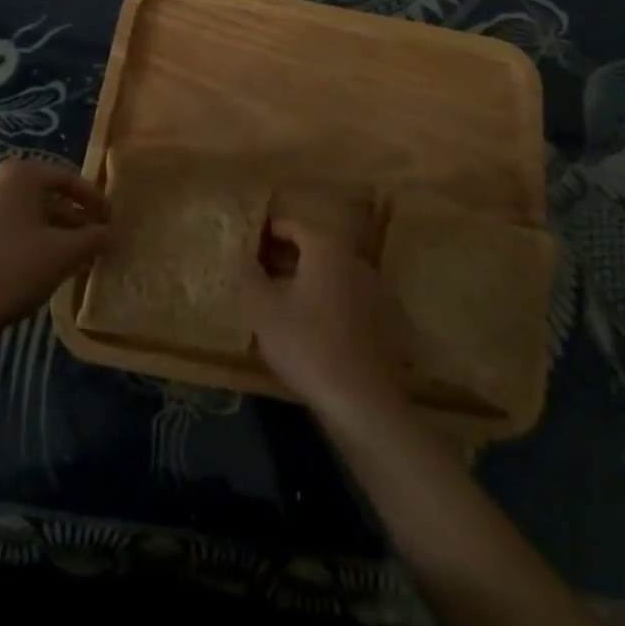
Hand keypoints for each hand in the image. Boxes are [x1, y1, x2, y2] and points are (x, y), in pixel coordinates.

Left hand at [0, 158, 107, 342]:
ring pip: (23, 216)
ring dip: (50, 232)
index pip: (65, 178)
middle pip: (43, 196)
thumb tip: (107, 233)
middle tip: (93, 240)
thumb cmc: (14, 270)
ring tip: (72, 258)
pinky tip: (40, 268)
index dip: (93, 199)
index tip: (110, 220)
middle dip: (72, 218)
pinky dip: (26, 242)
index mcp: (17, 175)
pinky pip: (3, 231)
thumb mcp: (65, 253)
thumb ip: (93, 238)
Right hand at [245, 218, 407, 425]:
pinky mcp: (383, 318)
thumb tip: (241, 254)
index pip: (293, 224)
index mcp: (327, 248)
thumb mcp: (264, 311)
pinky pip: (346, 296)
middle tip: (258, 274)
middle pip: (314, 247)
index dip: (268, 232)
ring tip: (279, 301)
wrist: (363, 401)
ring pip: (330, 273)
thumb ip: (250, 275)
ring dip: (305, 279)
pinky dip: (326, 300)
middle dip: (285, 256)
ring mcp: (373, 289)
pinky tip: (310, 326)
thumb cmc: (308, 345)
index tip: (247, 245)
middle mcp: (354, 259)